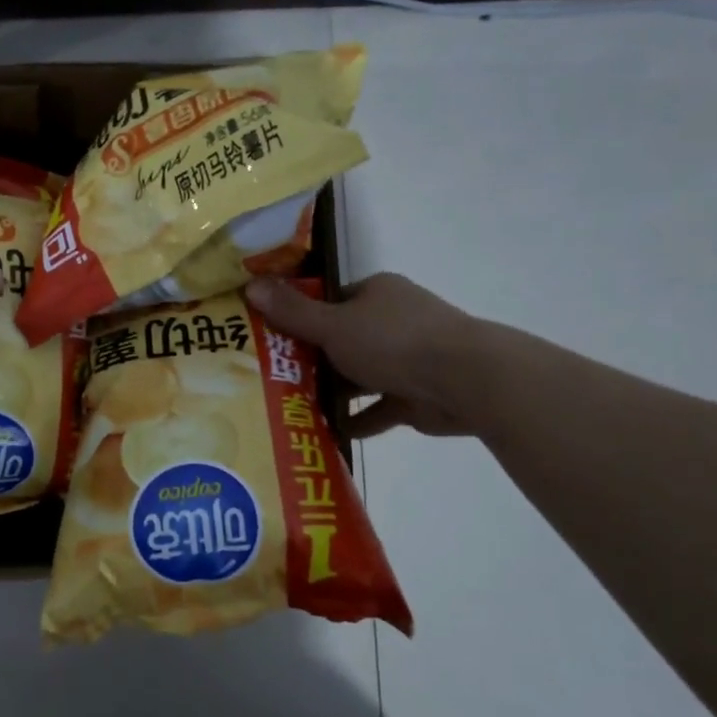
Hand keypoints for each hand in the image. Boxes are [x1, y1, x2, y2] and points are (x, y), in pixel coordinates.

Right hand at [246, 272, 491, 437]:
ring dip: (333, 391)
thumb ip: (292, 311)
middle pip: (342, 339)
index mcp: (376, 294)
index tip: (270, 337)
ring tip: (292, 406)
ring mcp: (408, 359)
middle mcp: (393, 321)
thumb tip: (250, 285)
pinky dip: (357, 419)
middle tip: (272, 376)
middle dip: (312, 359)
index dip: (301, 316)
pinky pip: (378, 408)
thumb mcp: (333, 325)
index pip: (331, 301)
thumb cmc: (393, 342)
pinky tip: (329, 431)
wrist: (465, 380)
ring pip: (360, 375)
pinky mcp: (416, 395)